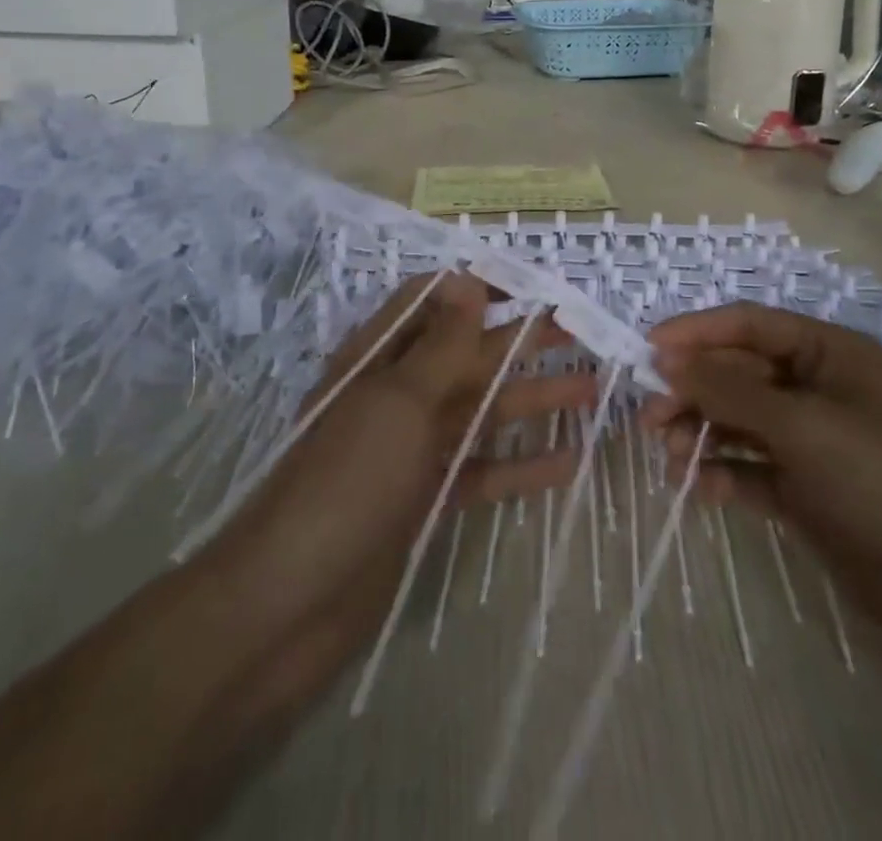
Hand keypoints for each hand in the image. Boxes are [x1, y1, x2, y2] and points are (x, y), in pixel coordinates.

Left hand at [207, 273, 595, 662]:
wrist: (290, 604)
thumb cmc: (347, 482)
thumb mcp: (398, 401)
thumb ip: (440, 343)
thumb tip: (467, 278)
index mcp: (380, 358)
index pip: (434, 302)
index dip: (481, 289)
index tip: (534, 285)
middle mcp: (398, 394)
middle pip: (467, 355)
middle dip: (520, 341)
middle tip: (579, 332)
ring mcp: (412, 448)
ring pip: (481, 411)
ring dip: (531, 399)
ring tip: (590, 389)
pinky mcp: (425, 498)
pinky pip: (481, 471)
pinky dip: (520, 465)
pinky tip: (567, 462)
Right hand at [644, 303, 881, 677]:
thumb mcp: (805, 425)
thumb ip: (730, 389)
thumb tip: (666, 358)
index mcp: (829, 354)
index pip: (749, 325)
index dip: (696, 333)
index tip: (646, 352)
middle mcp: (818, 391)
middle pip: (739, 374)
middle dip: (693, 390)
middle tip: (650, 418)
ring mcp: (814, 445)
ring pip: (740, 422)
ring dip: (701, 432)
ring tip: (669, 456)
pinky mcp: (810, 495)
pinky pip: (752, 470)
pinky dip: (724, 474)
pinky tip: (702, 490)